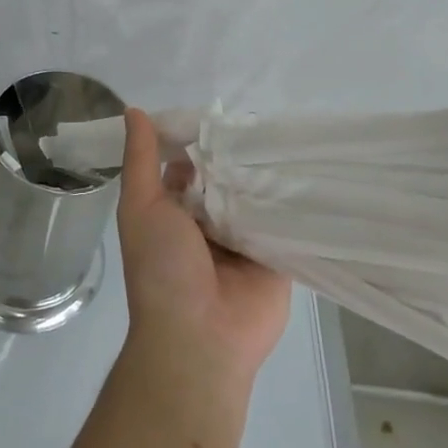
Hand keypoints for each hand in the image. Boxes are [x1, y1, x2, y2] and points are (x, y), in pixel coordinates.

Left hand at [117, 108, 291, 390]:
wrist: (200, 338)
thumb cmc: (162, 269)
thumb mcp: (141, 207)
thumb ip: (140, 160)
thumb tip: (134, 110)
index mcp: (175, 211)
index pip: (190, 164)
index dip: (199, 140)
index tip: (220, 109)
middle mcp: (209, 222)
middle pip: (227, 178)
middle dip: (239, 154)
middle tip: (264, 117)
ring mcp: (244, 239)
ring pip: (258, 196)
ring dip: (268, 174)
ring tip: (292, 135)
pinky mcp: (277, 256)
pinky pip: (286, 222)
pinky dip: (294, 202)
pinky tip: (313, 169)